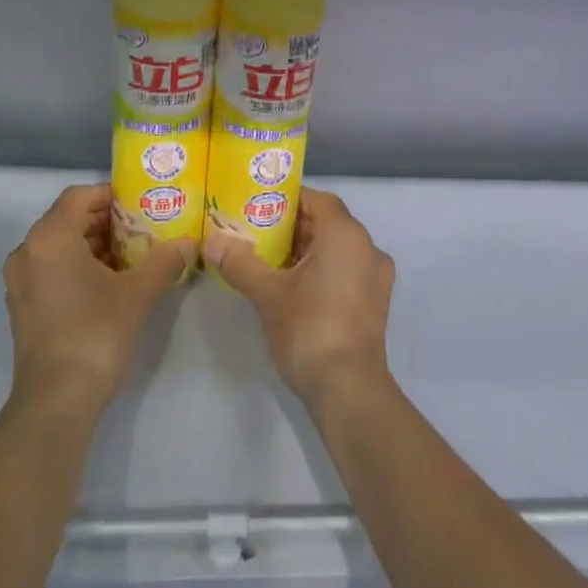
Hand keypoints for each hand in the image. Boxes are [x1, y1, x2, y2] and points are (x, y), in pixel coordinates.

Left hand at [3, 185, 189, 421]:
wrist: (56, 398)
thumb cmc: (95, 333)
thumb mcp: (137, 294)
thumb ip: (164, 261)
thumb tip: (190, 243)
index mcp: (50, 238)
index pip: (78, 196)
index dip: (110, 195)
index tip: (140, 204)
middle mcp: (28, 252)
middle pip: (67, 219)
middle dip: (105, 221)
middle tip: (142, 229)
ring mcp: (20, 281)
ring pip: (59, 246)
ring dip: (93, 245)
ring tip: (131, 255)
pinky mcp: (22, 306)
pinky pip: (51, 269)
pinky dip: (77, 266)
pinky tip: (109, 283)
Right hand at [204, 189, 395, 408]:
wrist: (348, 389)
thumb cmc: (309, 329)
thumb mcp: (267, 294)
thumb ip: (240, 263)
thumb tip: (211, 242)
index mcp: (346, 235)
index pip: (317, 200)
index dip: (288, 199)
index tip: (258, 205)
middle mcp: (368, 248)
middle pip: (327, 223)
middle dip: (292, 226)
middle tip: (255, 232)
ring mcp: (376, 278)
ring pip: (337, 249)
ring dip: (305, 250)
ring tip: (267, 259)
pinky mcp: (375, 303)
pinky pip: (346, 271)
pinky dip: (321, 270)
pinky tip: (291, 287)